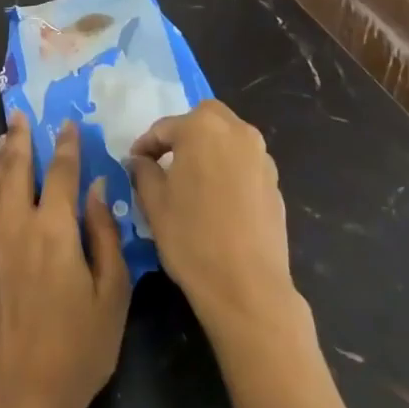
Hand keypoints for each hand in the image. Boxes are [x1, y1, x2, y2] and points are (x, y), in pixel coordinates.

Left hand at [0, 113, 131, 407]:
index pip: (60, 174)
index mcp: (54, 231)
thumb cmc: (77, 351)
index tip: (67, 123)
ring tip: (5, 136)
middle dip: (19, 139)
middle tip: (19, 113)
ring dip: (2, 159)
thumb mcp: (111, 297)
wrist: (18, 398)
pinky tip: (0, 187)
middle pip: (16, 171)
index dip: (66, 146)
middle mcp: (18, 228)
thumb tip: (96, 192)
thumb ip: (105, 237)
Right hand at [127, 99, 295, 337]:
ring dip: (208, 149)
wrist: (248, 288)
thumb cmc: (191, 238)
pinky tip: (216, 199)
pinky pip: (244, 163)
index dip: (145, 145)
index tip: (133, 163)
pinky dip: (227, 169)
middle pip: (204, 119)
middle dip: (183, 135)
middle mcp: (237, 132)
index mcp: (202, 128)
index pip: (164, 128)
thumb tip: (140, 160)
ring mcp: (261, 157)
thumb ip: (143, 171)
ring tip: (191, 179)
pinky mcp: (275, 183)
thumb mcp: (154, 203)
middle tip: (165, 161)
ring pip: (228, 139)